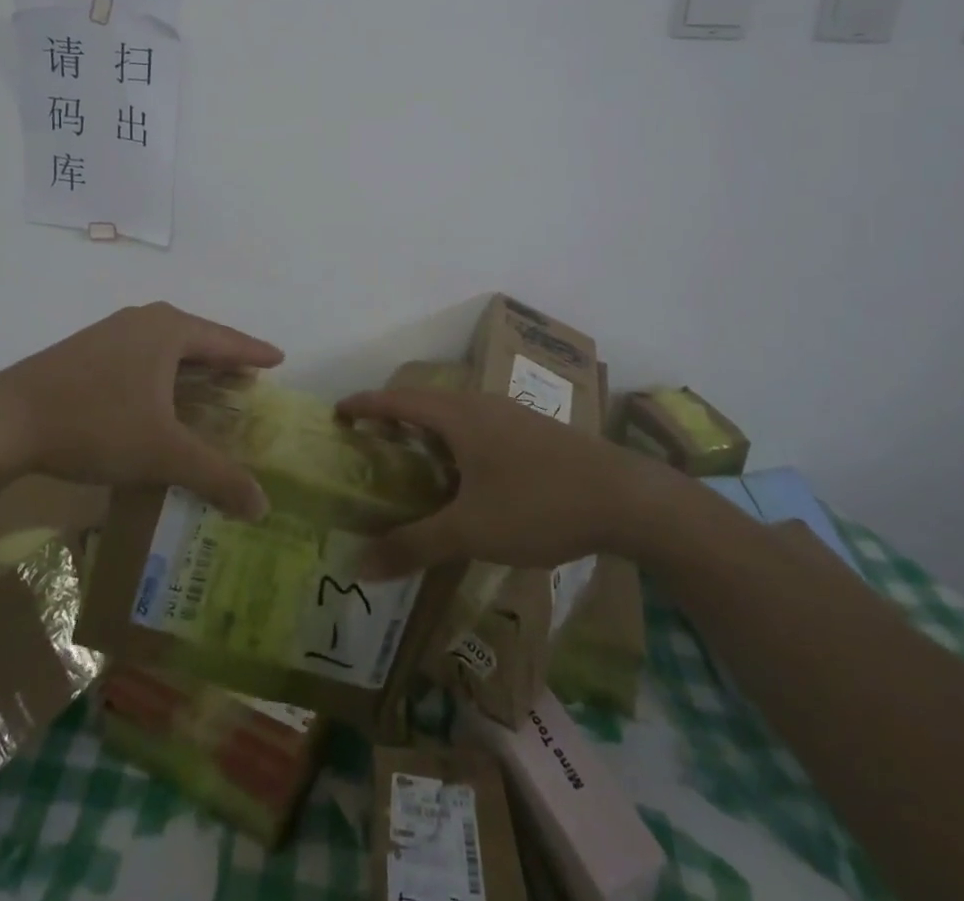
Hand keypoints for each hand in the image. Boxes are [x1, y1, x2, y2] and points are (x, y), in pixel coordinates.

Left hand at [0, 302, 281, 518]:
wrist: (5, 421)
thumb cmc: (96, 423)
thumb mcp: (162, 452)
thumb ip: (215, 475)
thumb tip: (263, 506)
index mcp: (168, 330)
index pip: (225, 339)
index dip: (254, 352)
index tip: (280, 358)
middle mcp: (142, 320)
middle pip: (197, 338)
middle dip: (224, 359)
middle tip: (249, 379)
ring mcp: (110, 332)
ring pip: (166, 347)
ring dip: (191, 367)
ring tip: (211, 387)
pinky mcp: (86, 350)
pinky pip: (141, 355)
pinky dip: (162, 373)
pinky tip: (159, 397)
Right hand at [334, 387, 695, 578]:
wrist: (626, 498)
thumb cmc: (538, 504)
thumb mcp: (471, 531)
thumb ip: (414, 545)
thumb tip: (358, 563)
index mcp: (458, 415)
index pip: (397, 400)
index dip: (364, 404)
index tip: (337, 411)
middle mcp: (481, 404)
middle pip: (424, 402)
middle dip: (393, 418)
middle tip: (369, 444)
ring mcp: (511, 415)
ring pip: (455, 415)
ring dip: (427, 431)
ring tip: (411, 462)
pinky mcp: (534, 432)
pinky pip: (478, 427)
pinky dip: (456, 442)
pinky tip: (466, 478)